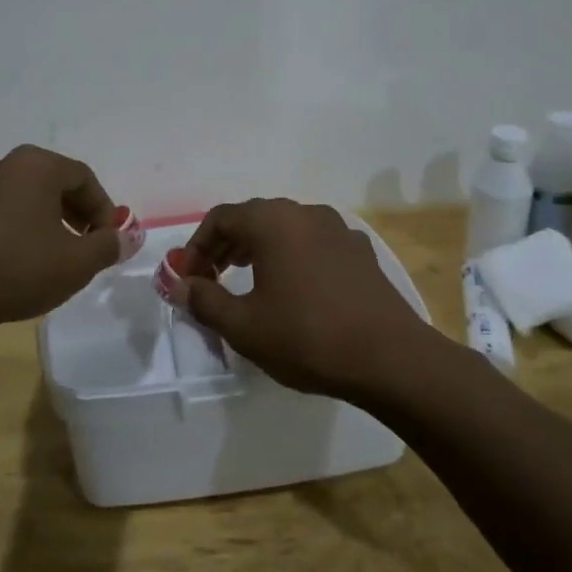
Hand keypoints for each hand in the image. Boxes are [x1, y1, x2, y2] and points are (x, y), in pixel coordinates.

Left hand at [0, 146, 122, 330]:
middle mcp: (2, 165)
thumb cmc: (17, 268)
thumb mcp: (77, 263)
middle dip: (75, 212)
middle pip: (51, 182)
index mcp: (35, 166)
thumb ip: (108, 246)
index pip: (83, 177)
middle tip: (86, 244)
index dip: (103, 208)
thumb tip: (127, 237)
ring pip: (22, 196)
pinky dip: (15, 227)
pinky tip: (16, 260)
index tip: (109, 239)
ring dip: (45, 220)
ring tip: (52, 254)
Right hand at [182, 198, 434, 398]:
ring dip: (258, 249)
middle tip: (211, 280)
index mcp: (273, 222)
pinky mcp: (360, 251)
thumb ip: (204, 300)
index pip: (220, 218)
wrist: (391, 358)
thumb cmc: (307, 337)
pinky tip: (293, 290)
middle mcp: (305, 213)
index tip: (189, 278)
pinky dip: (291, 257)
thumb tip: (180, 285)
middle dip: (225, 246)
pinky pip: (313, 243)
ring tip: (246, 282)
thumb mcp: (244, 326)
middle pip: (253, 218)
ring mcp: (338, 229)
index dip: (197, 246)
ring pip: (285, 228)